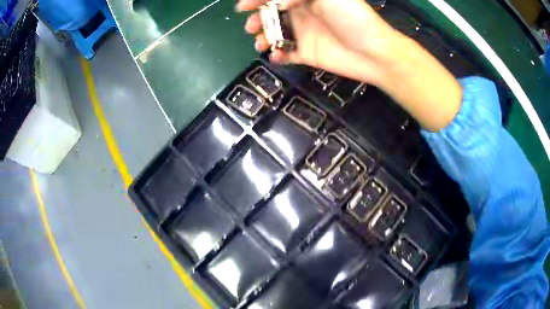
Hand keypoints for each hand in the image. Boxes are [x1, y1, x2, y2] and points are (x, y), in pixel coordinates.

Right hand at [237, 0, 461, 131]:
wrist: (373, 53)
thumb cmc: (354, 18)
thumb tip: (278, 4)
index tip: (244, 6)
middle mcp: (303, 13)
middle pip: (272, 14)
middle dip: (258, 18)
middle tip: (251, 26)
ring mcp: (304, 34)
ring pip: (275, 34)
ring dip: (263, 37)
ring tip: (260, 42)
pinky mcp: (307, 53)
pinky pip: (285, 54)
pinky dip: (277, 55)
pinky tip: (276, 56)